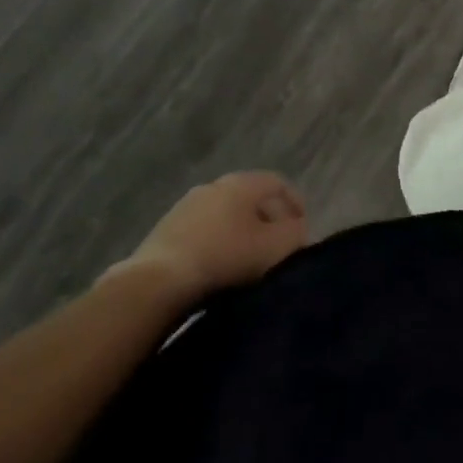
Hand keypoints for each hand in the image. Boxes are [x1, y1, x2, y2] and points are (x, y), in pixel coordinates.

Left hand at [128, 172, 307, 302]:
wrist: (158, 281)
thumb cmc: (225, 257)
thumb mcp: (272, 248)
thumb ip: (294, 234)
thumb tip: (299, 229)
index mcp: (242, 182)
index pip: (278, 182)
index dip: (295, 203)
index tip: (303, 228)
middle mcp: (215, 184)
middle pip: (251, 197)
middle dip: (268, 219)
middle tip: (278, 245)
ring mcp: (188, 204)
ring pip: (226, 213)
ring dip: (241, 231)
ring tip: (248, 259)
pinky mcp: (167, 228)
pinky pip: (204, 229)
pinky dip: (218, 242)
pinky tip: (218, 266)